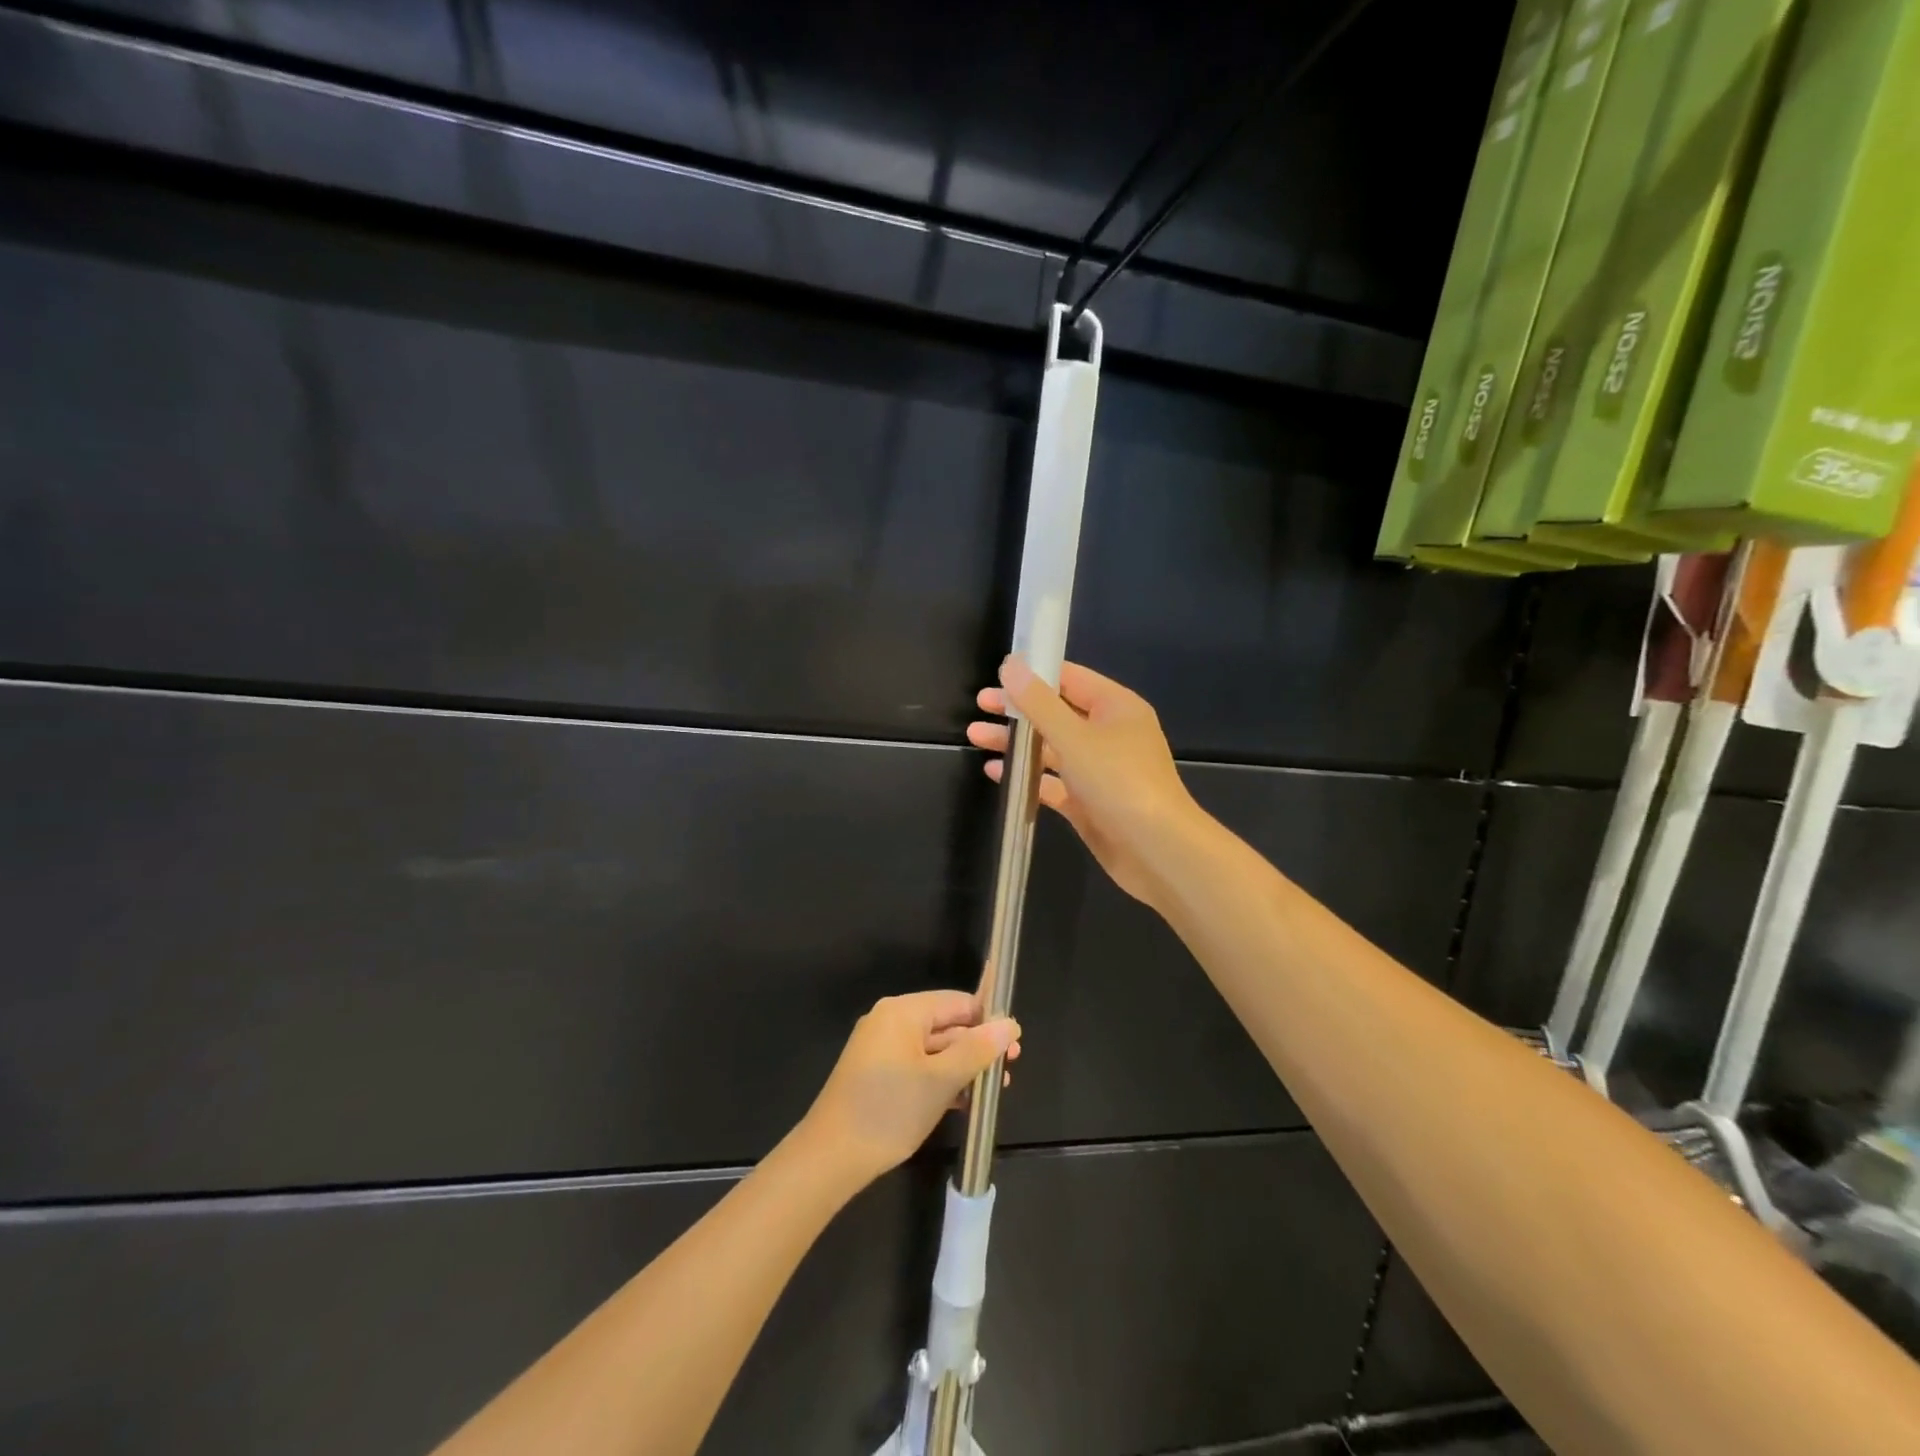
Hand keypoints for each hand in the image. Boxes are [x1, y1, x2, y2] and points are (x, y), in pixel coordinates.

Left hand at [800, 991, 1020, 1185]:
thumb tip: (1010, 1023)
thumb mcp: (941, 1080)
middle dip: (977, 1048)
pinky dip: (940, 1080)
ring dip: (962, 1068)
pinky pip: (917, 1066)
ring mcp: (881, 1049)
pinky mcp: (876, 1075)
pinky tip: (963, 1102)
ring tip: (992, 1093)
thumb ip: (977, 1050)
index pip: (957, 1002)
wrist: (830, 1158)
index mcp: (903, 1011)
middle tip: (1008, 1073)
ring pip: (933, 1050)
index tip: (1015, 1046)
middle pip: (945, 1025)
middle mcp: (890, 1021)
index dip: (988, 1021)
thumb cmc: (890, 1110)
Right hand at [967, 657, 1199, 907]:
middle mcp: (1108, 734)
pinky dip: (1027, 776)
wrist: (1156, 849)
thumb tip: (1011, 664)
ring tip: (976, 737)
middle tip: (980, 706)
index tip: (997, 675)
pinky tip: (996, 772)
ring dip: (1016, 742)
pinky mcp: (1088, 801)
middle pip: (1056, 712)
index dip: (1034, 674)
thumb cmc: (1119, 781)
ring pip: (1051, 748)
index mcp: (1116, 707)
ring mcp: (1099, 770)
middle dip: (1018, 710)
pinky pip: (1052, 782)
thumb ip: (1039, 702)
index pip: (1070, 678)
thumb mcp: (1074, 737)